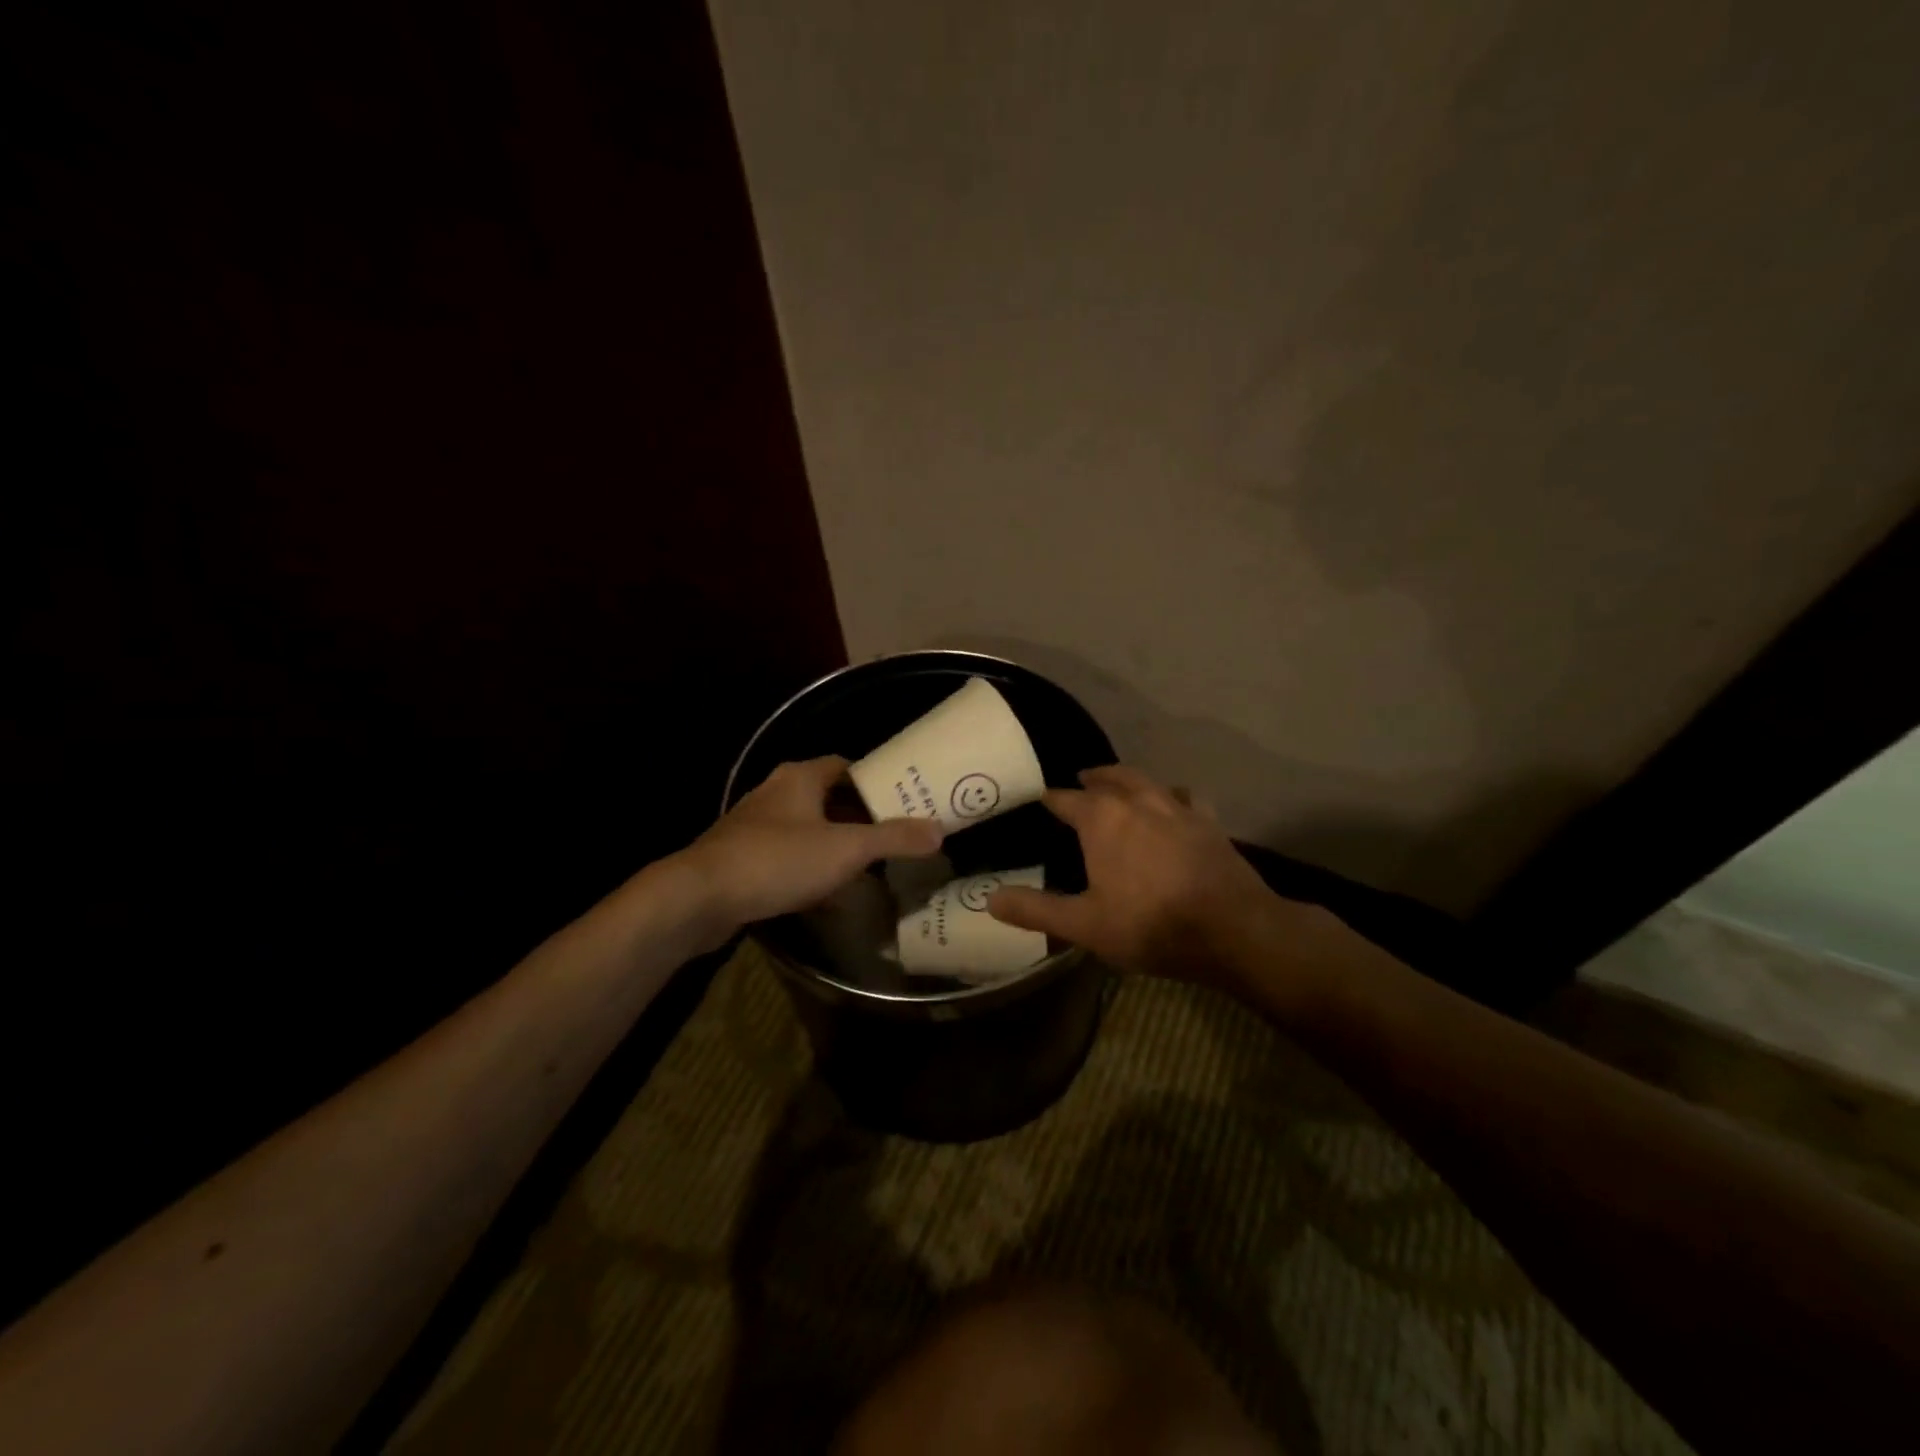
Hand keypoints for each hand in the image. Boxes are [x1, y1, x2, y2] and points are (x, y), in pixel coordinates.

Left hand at [679, 756, 944, 943]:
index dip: (873, 780)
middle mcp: (775, 793)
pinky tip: (825, 895)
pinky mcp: (740, 857)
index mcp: (800, 778)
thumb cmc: (778, 860)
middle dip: (857, 816)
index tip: (900, 801)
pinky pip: (786, 856)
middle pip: (826, 797)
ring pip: (805, 828)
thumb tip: (939, 831)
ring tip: (865, 866)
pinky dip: (808, 868)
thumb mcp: (845, 849)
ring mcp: (753, 826)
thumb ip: (893, 839)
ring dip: (832, 844)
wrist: (699, 897)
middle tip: (890, 836)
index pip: (844, 765)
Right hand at [987, 765, 1285, 981]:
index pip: (1066, 799)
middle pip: (1109, 779)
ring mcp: (1178, 808)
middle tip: (1080, 781)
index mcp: (1102, 819)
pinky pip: (1185, 798)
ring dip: (1128, 780)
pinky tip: (1174, 805)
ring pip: (1146, 781)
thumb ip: (1036, 910)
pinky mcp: (1209, 822)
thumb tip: (990, 899)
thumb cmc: (1150, 925)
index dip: (1050, 799)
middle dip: (1092, 779)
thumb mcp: (1084, 925)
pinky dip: (1172, 796)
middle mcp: (1138, 801)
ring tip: (1119, 786)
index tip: (1040, 799)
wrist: (1233, 930)